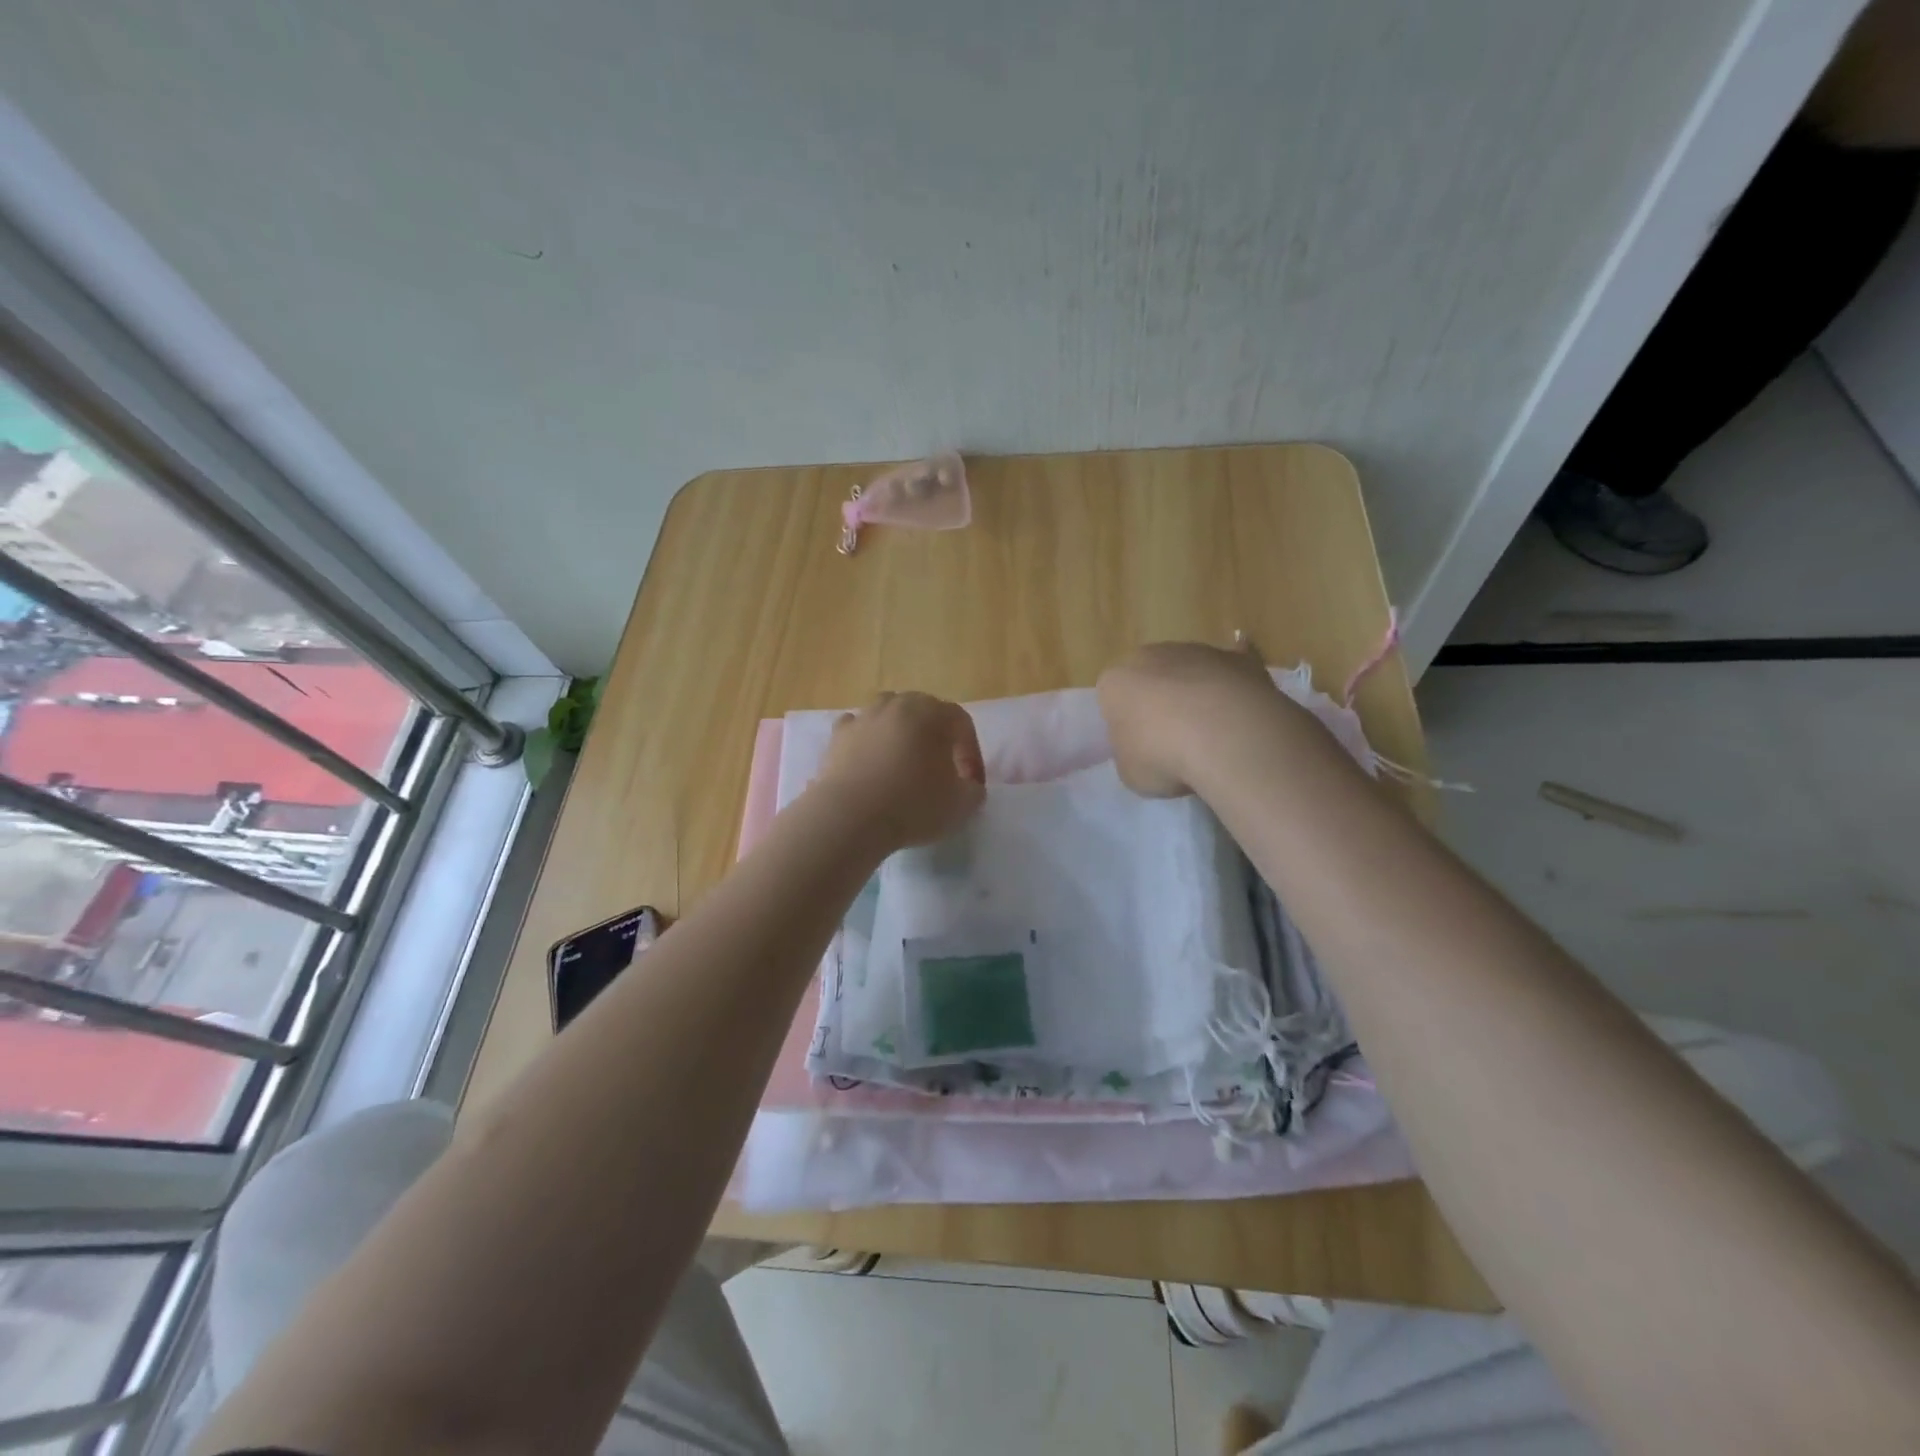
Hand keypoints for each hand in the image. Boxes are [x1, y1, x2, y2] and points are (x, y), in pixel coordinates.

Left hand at [813, 691, 985, 849]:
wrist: (849, 817)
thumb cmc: (912, 805)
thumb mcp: (962, 805)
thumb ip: (974, 790)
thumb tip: (968, 785)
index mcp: (932, 713)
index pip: (961, 723)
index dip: (971, 753)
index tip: (970, 784)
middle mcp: (898, 704)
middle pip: (925, 712)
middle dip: (937, 738)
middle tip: (940, 770)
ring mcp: (864, 716)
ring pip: (890, 716)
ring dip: (901, 735)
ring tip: (903, 765)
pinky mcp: (837, 736)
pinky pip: (859, 730)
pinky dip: (868, 742)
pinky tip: (870, 766)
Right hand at [1096, 640, 1297, 797]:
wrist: (1227, 738)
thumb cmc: (1164, 756)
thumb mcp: (1129, 771)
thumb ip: (1131, 752)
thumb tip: (1145, 747)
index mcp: (1115, 681)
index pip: (1111, 698)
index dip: (1124, 723)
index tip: (1138, 747)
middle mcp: (1152, 656)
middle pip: (1150, 677)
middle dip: (1158, 701)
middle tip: (1171, 738)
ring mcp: (1198, 652)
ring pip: (1190, 671)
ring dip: (1195, 693)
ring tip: (1210, 733)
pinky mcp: (1239, 659)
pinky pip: (1233, 664)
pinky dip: (1234, 677)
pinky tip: (1241, 692)